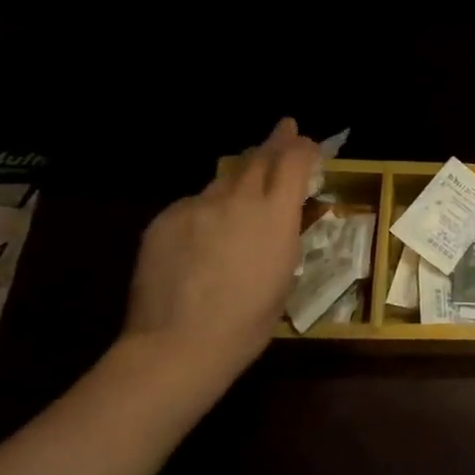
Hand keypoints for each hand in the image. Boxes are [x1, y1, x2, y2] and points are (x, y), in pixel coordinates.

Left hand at [121, 118, 317, 393]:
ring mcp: (198, 206)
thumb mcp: (283, 275)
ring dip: (239, 177)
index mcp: (276, 215)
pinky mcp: (165, 220)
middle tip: (284, 129)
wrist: (179, 345)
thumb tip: (275, 220)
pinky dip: (205, 209)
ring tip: (245, 180)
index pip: (294, 163)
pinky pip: (192, 205)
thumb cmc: (247, 322)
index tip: (309, 144)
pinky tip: (203, 233)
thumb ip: (280, 235)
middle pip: (259, 159)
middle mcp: (238, 199)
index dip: (304, 149)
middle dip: (275, 142)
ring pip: (223, 180)